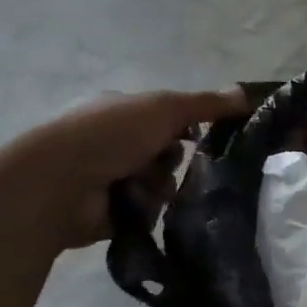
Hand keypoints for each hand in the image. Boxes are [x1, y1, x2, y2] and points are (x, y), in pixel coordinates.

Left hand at [8, 87, 248, 248]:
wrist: (59, 184)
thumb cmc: (111, 134)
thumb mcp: (165, 107)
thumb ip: (207, 104)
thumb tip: (247, 93)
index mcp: (122, 112)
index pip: (167, 118)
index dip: (187, 127)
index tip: (203, 135)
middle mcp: (113, 143)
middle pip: (167, 154)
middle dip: (171, 161)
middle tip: (165, 163)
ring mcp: (108, 178)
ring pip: (159, 185)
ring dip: (158, 186)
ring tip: (143, 189)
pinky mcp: (109, 213)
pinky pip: (146, 212)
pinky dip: (145, 209)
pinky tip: (134, 207)